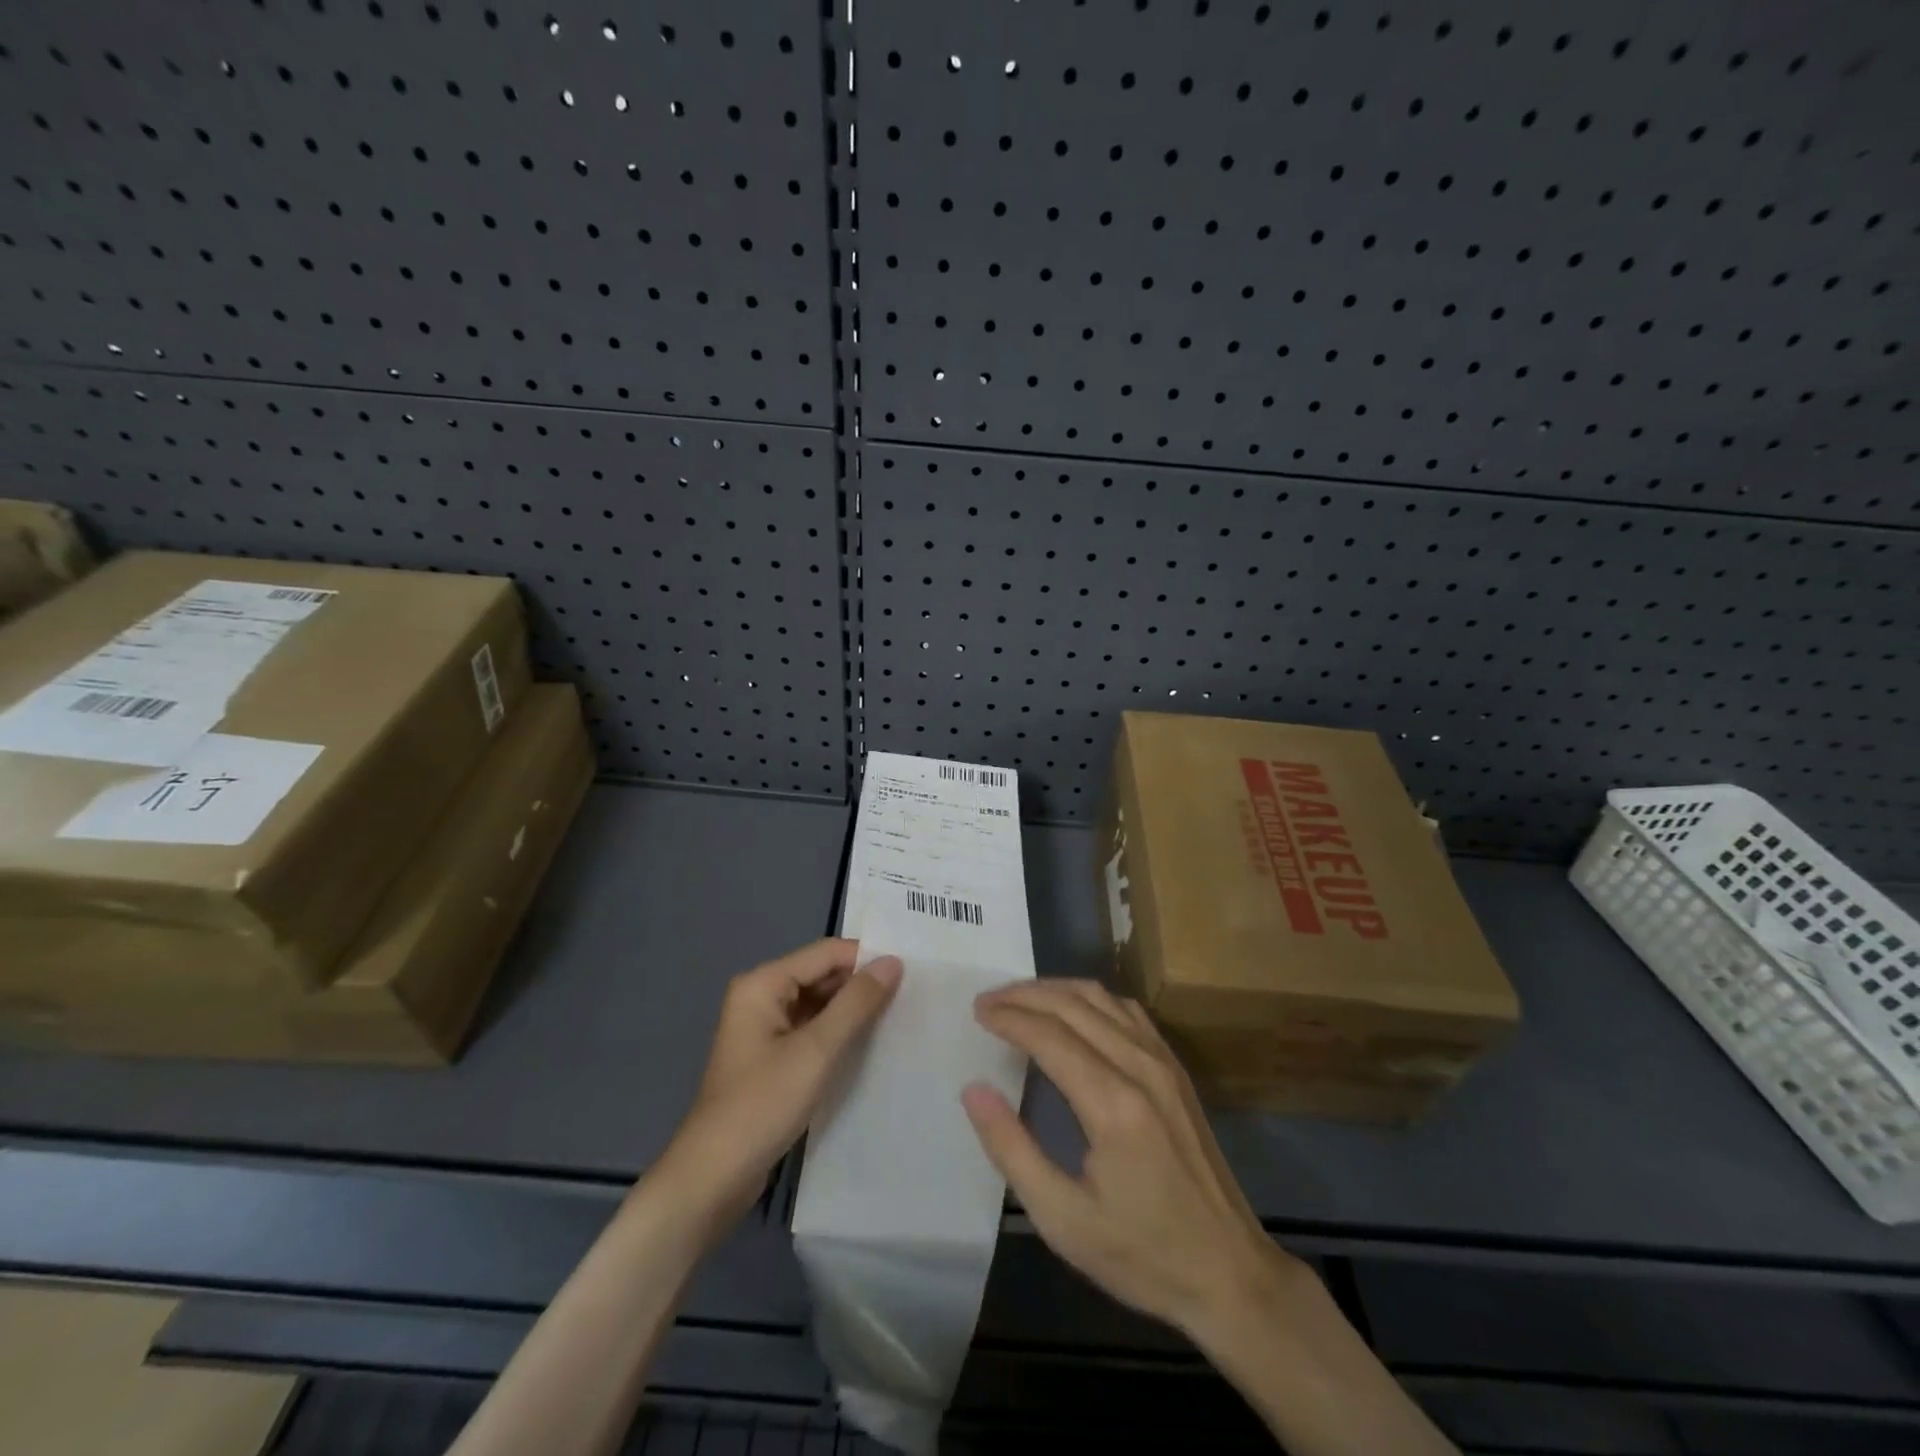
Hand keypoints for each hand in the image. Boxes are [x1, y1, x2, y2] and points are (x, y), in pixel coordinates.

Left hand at [662, 938, 901, 1230]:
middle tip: (911, 994)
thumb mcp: (817, 1050)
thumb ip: (857, 1003)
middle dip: (861, 984)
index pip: (826, 953)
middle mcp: (761, 996)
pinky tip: (869, 1044)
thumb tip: (893, 961)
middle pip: (821, 975)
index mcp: (763, 983)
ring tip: (899, 1016)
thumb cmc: (763, 1104)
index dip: (867, 958)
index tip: (911, 971)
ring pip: (819, 1004)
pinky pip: (812, 1030)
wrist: (714, 1177)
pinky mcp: (771, 1058)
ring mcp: (764, 1029)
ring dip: (853, 1010)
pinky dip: (838, 1033)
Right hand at [961, 979, 1297, 1339]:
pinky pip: (1128, 1011)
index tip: (977, 1012)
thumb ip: (1012, 1149)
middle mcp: (1140, 1067)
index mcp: (1113, 1103)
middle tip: (987, 1001)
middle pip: (1073, 1005)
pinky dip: (1090, 999)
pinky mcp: (1176, 1069)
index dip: (1009, 1017)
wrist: (1231, 1272)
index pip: (1049, 1035)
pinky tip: (1073, 1010)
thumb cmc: (1142, 1254)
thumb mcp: (1063, 1219)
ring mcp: (1164, 1063)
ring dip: (1056, 990)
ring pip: (1102, 998)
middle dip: (1025, 995)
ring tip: (1019, 999)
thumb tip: (973, 1089)